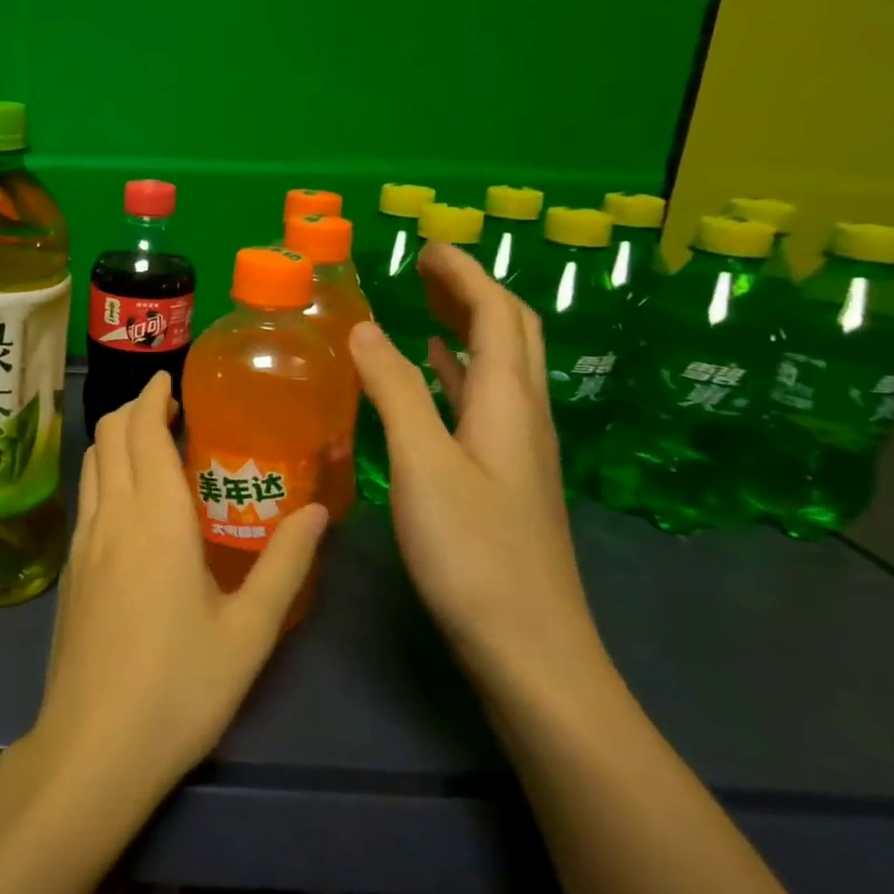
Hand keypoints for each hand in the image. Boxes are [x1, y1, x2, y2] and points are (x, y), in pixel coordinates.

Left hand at [23, 371, 329, 806]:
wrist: (95, 745)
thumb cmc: (181, 687)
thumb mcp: (250, 631)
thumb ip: (285, 564)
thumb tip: (318, 512)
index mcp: (156, 517)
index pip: (142, 429)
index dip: (152, 396)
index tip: (171, 380)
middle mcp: (113, 514)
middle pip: (109, 434)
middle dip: (134, 408)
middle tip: (170, 408)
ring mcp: (84, 539)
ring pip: (92, 461)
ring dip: (116, 437)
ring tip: (150, 442)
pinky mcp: (71, 566)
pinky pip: (86, 494)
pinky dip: (104, 470)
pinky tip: (129, 498)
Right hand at [349, 242, 603, 688]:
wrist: (530, 649)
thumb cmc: (475, 553)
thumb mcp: (425, 463)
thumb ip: (395, 391)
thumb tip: (362, 327)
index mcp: (510, 403)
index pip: (496, 315)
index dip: (465, 274)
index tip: (428, 244)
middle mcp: (523, 416)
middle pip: (510, 333)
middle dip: (471, 291)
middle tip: (425, 267)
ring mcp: (517, 449)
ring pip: (498, 366)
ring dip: (466, 326)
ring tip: (425, 303)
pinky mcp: (503, 477)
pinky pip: (482, 402)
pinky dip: (457, 371)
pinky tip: (436, 374)